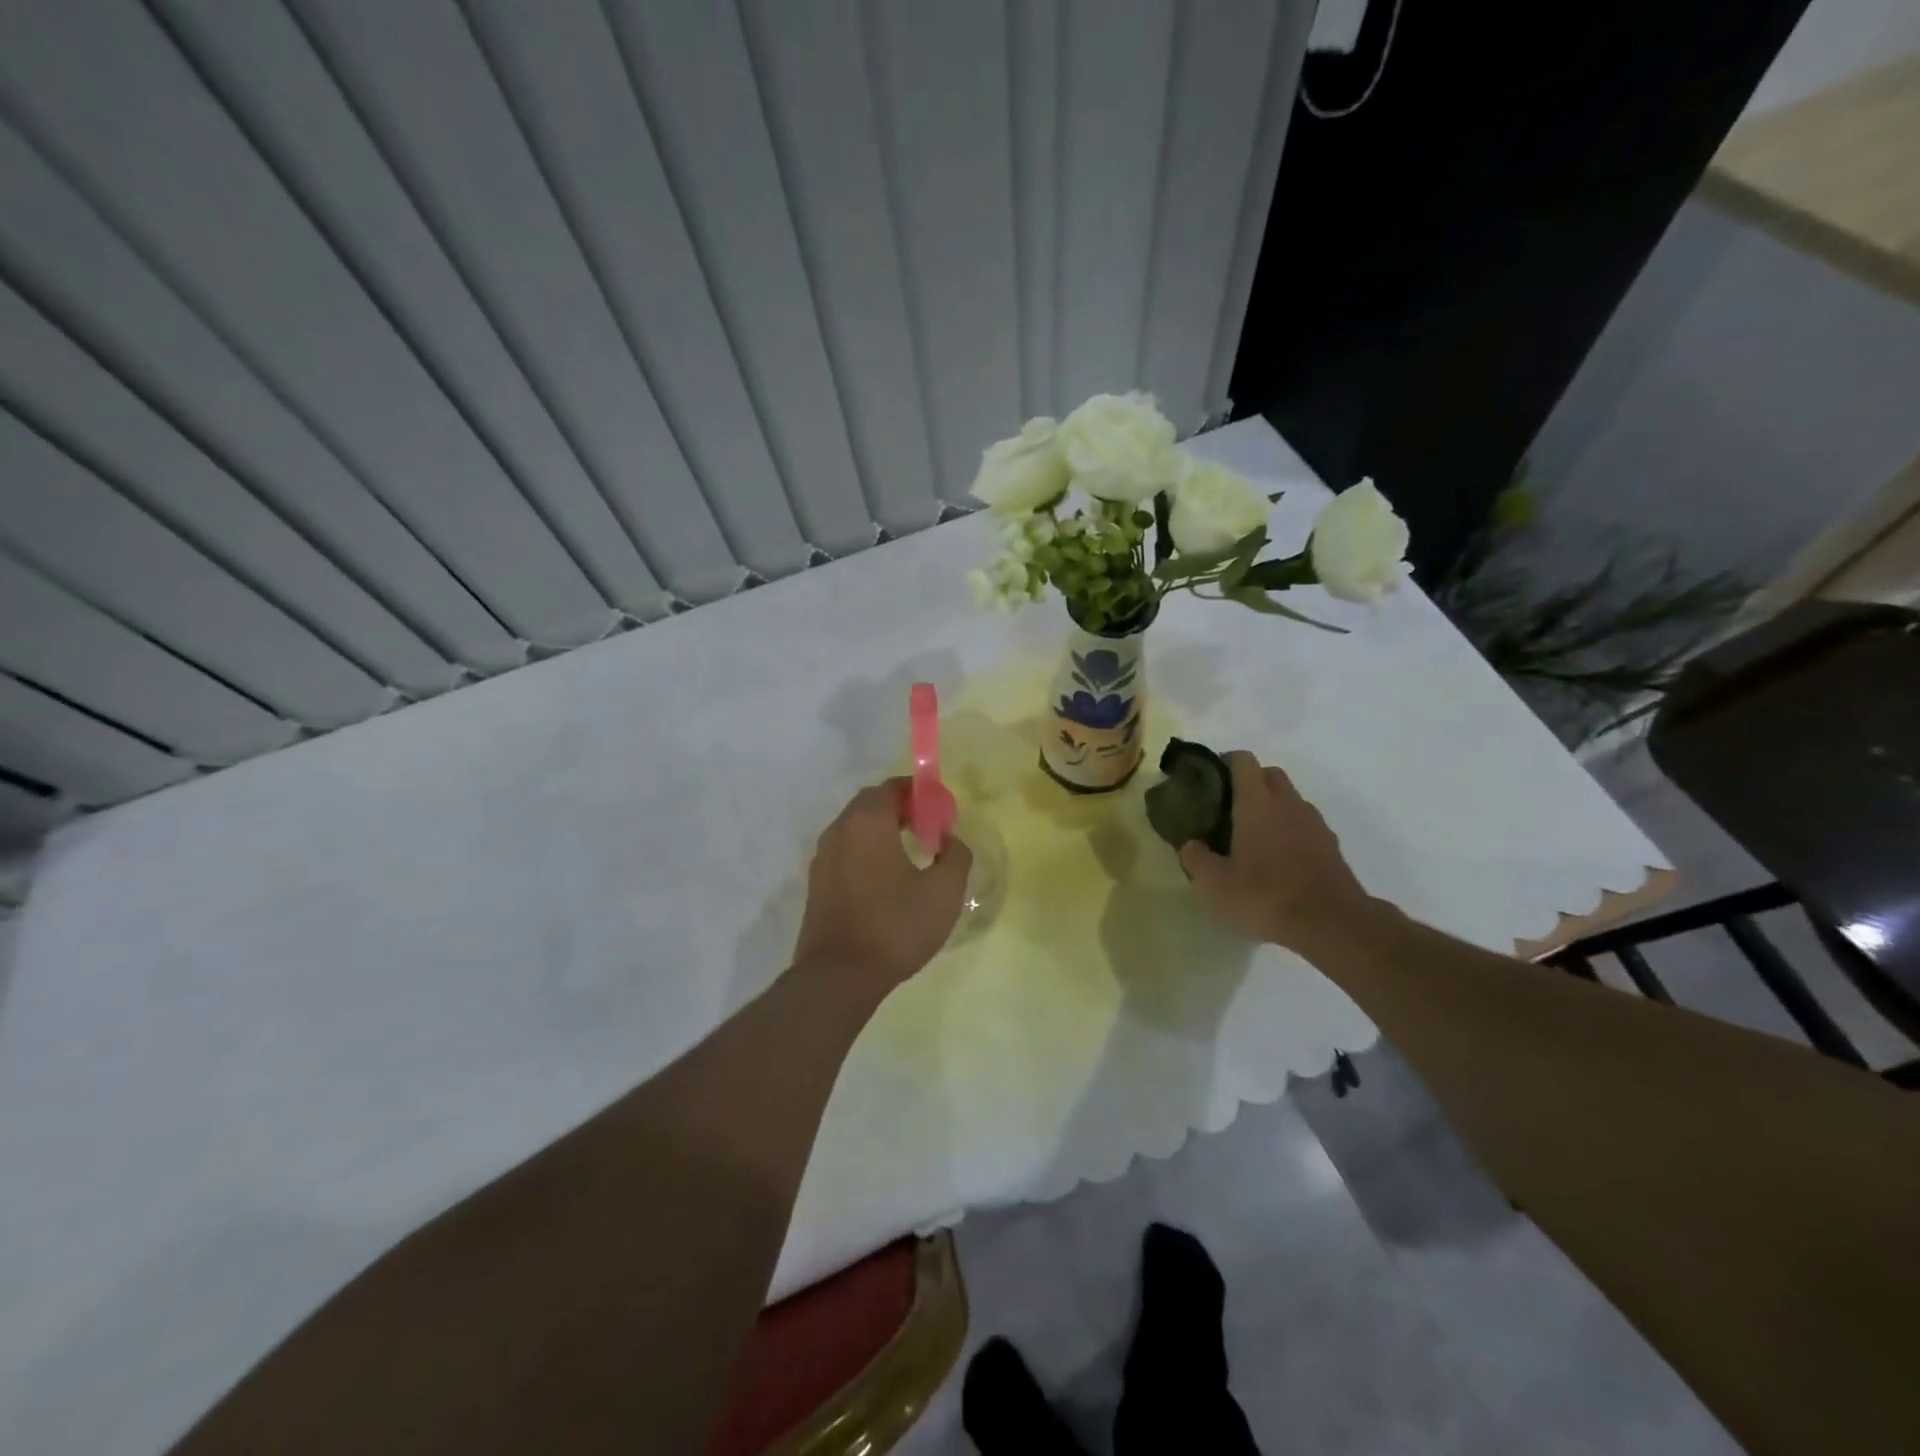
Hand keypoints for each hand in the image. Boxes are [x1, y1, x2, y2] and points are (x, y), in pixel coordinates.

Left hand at [792, 779, 972, 1001]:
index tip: (941, 813)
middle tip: (928, 830)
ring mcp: (822, 858)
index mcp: (867, 822)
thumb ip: (955, 856)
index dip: (920, 793)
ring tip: (909, 855)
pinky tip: (886, 881)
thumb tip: (950, 841)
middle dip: (901, 809)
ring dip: (882, 831)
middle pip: (871, 804)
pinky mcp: (817, 884)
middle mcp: (839, 830)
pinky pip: (845, 853)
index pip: (892, 787)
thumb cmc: (895, 926)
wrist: (839, 976)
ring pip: (855, 829)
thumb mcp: (944, 892)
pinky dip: (866, 853)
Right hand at [1178, 751, 1372, 951]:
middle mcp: (1287, 803)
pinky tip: (1278, 858)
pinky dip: (1290, 829)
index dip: (1224, 763)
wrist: (1331, 923)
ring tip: (1252, 836)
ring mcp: (1314, 822)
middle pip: (1269, 773)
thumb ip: (1195, 858)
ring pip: (1290, 798)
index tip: (1208, 781)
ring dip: (1271, 806)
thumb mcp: (1214, 884)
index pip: (1243, 760)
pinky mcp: (1330, 844)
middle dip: (1249, 782)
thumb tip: (1190, 843)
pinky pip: (1305, 823)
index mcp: (1257, 803)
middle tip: (1228, 808)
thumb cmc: (1265, 895)